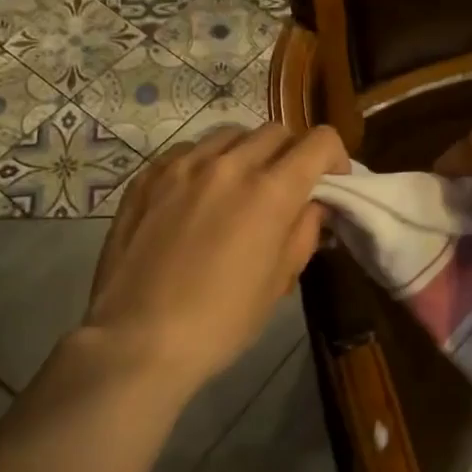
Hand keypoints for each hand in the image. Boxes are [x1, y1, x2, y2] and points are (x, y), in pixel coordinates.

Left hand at [60, 123, 347, 402]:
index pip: (319, 142)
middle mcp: (229, 164)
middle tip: (287, 187)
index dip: (334, 157)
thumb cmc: (220, 321)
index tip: (331, 182)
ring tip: (241, 186)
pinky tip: (199, 194)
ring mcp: (183, 165)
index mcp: (270, 192)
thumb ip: (303, 231)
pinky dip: (207, 162)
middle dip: (293, 153)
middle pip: (277, 131)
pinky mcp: (148, 175)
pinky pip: (190, 149)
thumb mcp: (279, 282)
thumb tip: (312, 204)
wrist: (136, 340)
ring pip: (231, 134)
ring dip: (249, 152)